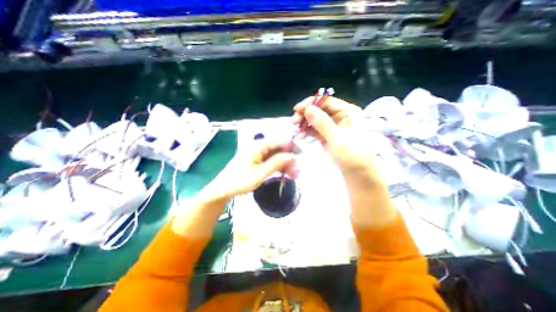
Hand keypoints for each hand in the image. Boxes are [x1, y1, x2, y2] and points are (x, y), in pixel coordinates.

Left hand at [205, 138, 299, 199]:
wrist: (223, 189)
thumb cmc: (239, 181)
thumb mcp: (260, 174)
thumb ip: (276, 163)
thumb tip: (292, 155)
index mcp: (257, 146)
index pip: (279, 141)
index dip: (291, 146)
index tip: (301, 155)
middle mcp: (258, 147)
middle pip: (279, 148)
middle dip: (289, 159)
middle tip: (297, 172)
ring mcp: (257, 153)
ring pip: (276, 155)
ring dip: (285, 164)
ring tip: (293, 175)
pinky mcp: (257, 160)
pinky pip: (271, 160)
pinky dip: (279, 166)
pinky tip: (285, 174)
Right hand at [293, 96, 397, 227]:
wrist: (357, 174)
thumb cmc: (353, 157)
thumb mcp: (338, 140)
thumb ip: (323, 123)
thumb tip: (308, 108)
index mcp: (348, 112)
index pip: (327, 101)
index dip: (311, 103)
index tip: (297, 109)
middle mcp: (340, 116)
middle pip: (319, 109)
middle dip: (305, 114)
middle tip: (294, 122)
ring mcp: (332, 126)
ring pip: (315, 119)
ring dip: (304, 124)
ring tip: (296, 132)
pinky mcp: (327, 135)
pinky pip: (314, 129)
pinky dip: (306, 132)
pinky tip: (300, 137)